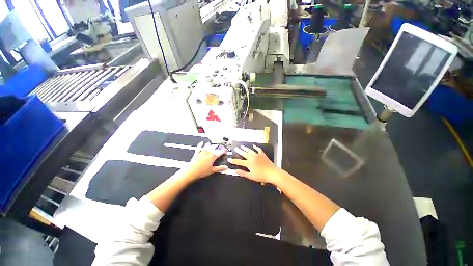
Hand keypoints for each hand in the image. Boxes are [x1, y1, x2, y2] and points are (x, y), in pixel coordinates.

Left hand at [180, 142, 227, 180]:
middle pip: (214, 148)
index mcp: (212, 156)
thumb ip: (220, 168)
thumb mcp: (212, 170)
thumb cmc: (202, 171)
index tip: (225, 150)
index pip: (220, 152)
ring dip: (210, 145)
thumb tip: (226, 167)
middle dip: (217, 147)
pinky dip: (200, 145)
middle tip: (220, 146)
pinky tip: (201, 143)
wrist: (191, 171)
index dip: (223, 151)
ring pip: (207, 147)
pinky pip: (199, 148)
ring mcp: (202, 153)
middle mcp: (208, 153)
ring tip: (212, 144)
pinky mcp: (197, 154)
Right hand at [227, 145, 279, 183]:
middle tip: (236, 148)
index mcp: (249, 163)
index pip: (239, 162)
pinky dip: (256, 147)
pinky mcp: (262, 155)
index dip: (233, 161)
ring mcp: (257, 155)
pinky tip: (254, 146)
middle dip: (239, 151)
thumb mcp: (251, 176)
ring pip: (250, 150)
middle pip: (244, 153)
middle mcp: (252, 158)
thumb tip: (236, 171)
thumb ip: (243, 173)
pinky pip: (258, 150)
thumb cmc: (261, 176)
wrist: (272, 173)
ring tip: (242, 146)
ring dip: (245, 148)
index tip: (229, 159)